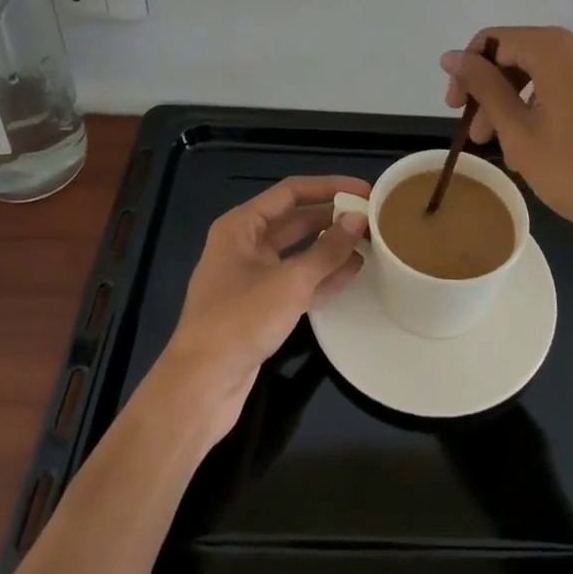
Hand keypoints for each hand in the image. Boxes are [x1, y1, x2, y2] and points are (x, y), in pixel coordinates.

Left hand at [154, 176, 369, 441]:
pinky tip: (352, 272)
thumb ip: (328, 250)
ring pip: (298, 252)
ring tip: (370, 242)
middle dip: (332, 218)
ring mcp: (252, 277)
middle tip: (372, 217)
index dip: (329, 187)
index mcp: (241, 225)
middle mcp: (245, 244)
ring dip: (331, 246)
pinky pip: (297, 280)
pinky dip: (322, 275)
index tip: (365, 189)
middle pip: (295, 220)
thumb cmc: (240, 320)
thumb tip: (359, 220)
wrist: (200, 386)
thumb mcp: (290, 281)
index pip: (291, 192)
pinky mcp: (260, 307)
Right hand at [441, 27, 572, 256]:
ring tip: (512, 151)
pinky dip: (553, 106)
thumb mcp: (519, 131)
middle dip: (495, 92)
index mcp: (557, 47)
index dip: (468, 71)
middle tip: (479, 136)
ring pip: (550, 73)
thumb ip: (483, 86)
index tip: (456, 110)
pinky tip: (547, 145)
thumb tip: (452, 56)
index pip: (494, 41)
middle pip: (523, 55)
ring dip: (522, 104)